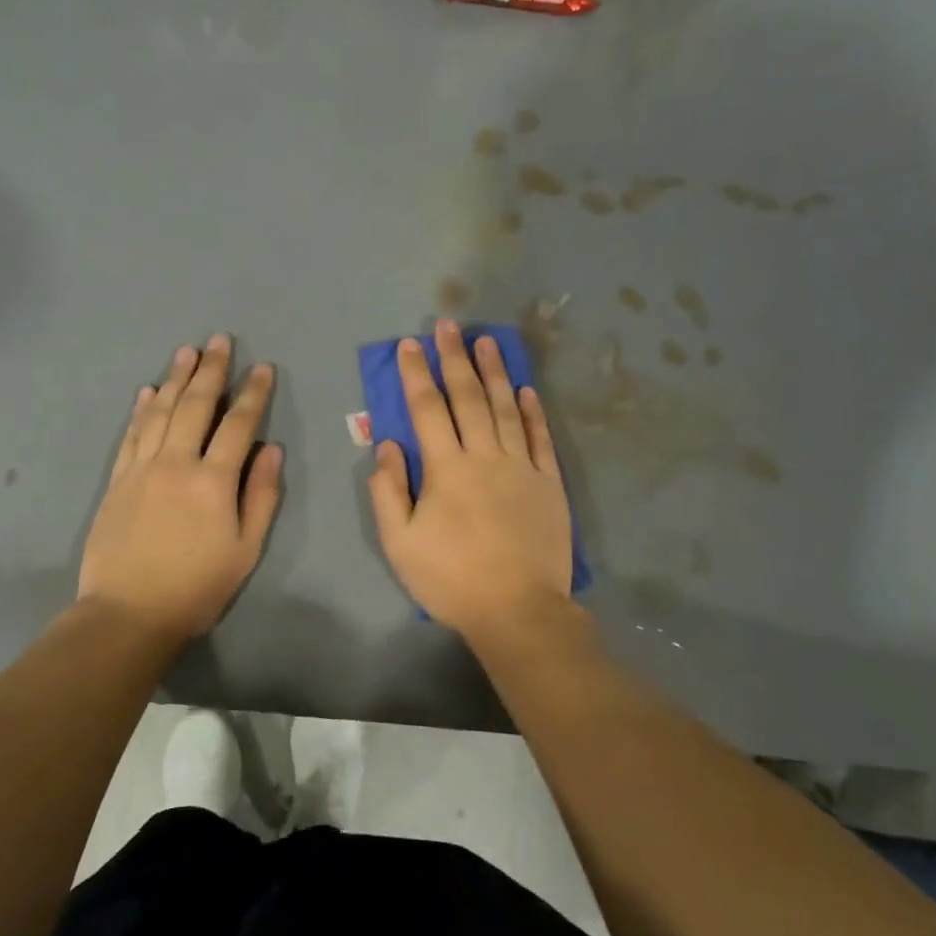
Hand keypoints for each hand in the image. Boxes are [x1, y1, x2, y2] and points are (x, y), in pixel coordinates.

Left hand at [78, 335, 282, 639]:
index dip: (252, 394)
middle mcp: (176, 463)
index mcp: (213, 481)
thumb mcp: (246, 549)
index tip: (262, 369)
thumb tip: (272, 450)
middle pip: (195, 406)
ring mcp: (141, 469)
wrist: (129, 612)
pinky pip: (131, 435)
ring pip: (159, 412)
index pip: (238, 425)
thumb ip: (261, 496)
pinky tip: (146, 391)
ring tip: (187, 351)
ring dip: (174, 378)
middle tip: (220, 340)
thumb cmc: (197, 586)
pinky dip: (140, 409)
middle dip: (211, 370)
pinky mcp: (117, 481)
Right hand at [368, 319, 574, 642]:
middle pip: (469, 398)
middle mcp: (485, 457)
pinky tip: (526, 390)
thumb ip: (388, 491)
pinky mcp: (549, 484)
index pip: (427, 410)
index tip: (408, 345)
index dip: (416, 375)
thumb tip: (387, 446)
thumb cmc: (451, 579)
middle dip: (454, 359)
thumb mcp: (400, 543)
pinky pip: (540, 438)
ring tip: (486, 341)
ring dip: (495, 372)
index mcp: (446, 469)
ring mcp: (522, 467)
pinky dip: (532, 411)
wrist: (517, 610)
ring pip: (507, 409)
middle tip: (448, 325)